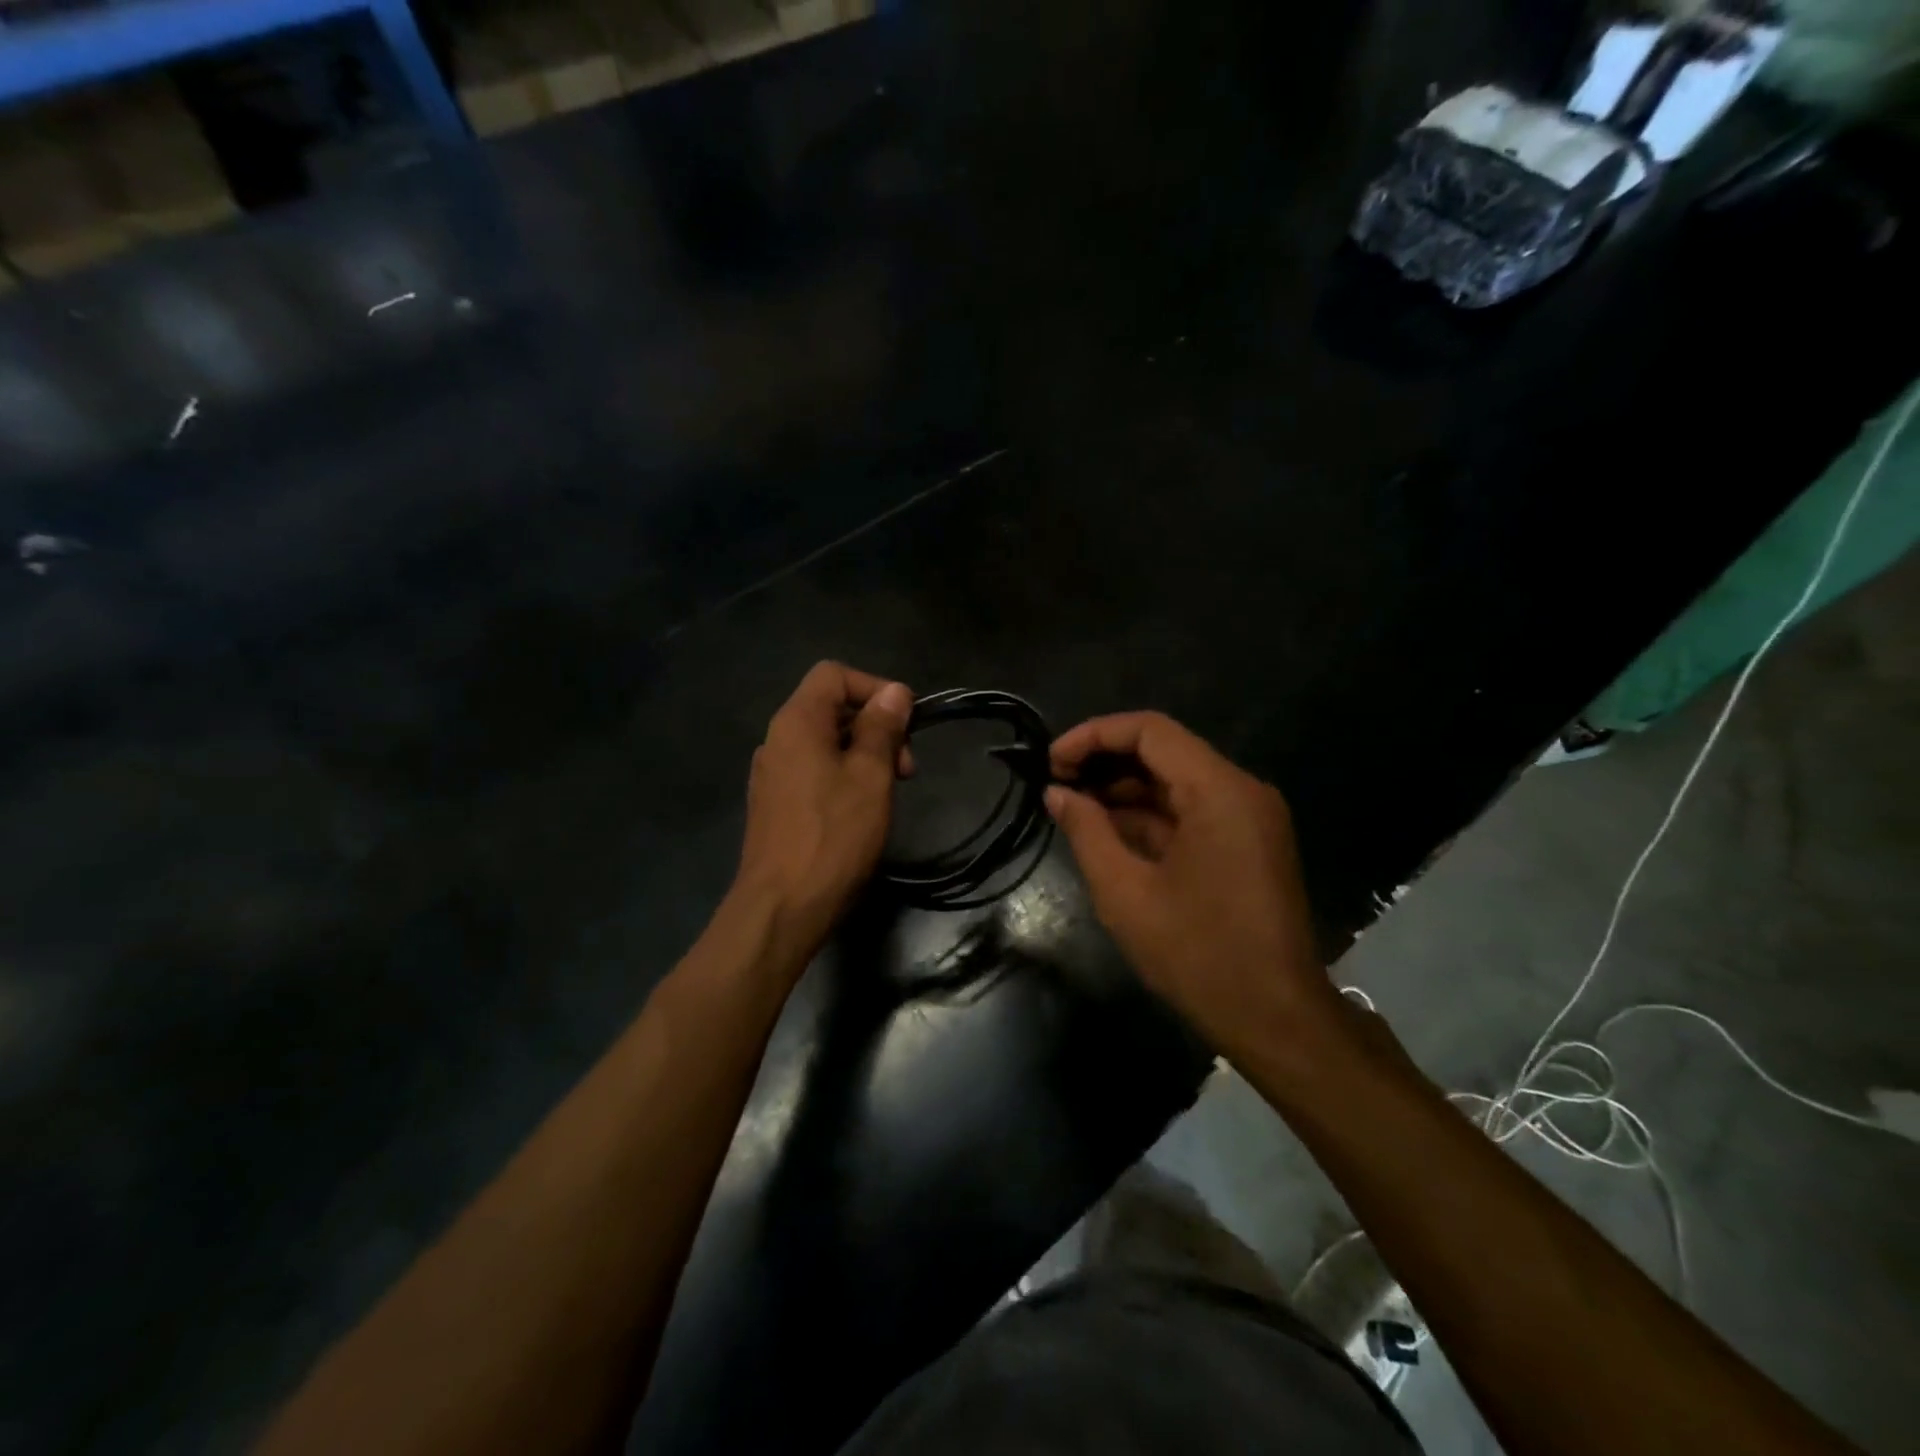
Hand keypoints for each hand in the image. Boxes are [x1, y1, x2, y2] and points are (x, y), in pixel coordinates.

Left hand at [734, 662, 913, 957]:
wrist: (782, 907)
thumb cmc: (833, 836)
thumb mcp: (870, 776)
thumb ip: (882, 728)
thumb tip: (894, 691)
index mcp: (797, 722)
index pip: (834, 674)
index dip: (874, 688)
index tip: (906, 724)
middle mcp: (777, 739)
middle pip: (831, 707)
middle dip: (875, 727)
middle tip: (906, 769)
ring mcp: (772, 773)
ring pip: (825, 742)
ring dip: (863, 754)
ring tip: (889, 791)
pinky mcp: (774, 803)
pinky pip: (812, 770)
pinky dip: (842, 776)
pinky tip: (861, 810)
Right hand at [1045, 712, 1339, 1053]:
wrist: (1276, 1018)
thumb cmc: (1197, 954)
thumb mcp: (1125, 892)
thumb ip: (1087, 831)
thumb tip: (1056, 793)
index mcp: (1219, 791)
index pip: (1150, 731)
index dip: (1094, 735)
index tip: (1052, 762)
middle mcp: (1241, 791)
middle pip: (1164, 751)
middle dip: (1106, 763)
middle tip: (1056, 785)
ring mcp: (1249, 818)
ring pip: (1176, 782)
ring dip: (1125, 792)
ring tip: (1073, 809)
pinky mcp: (1247, 843)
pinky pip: (1192, 812)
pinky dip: (1150, 817)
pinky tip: (1109, 833)